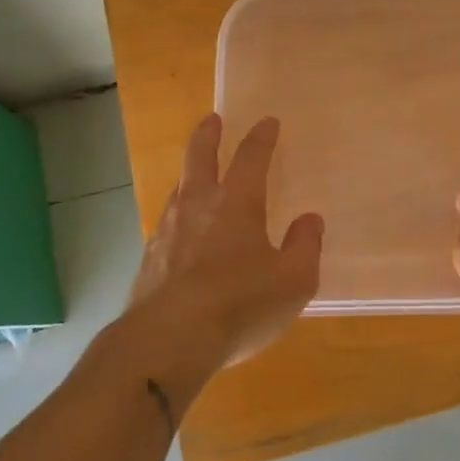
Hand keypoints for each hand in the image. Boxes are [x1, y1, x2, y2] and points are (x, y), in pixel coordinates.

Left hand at [129, 113, 323, 367]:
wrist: (168, 340)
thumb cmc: (240, 304)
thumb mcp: (293, 280)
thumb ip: (305, 246)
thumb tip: (310, 220)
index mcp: (237, 203)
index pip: (251, 157)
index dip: (261, 138)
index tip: (267, 122)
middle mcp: (199, 206)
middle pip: (200, 158)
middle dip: (208, 135)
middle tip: (212, 119)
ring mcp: (168, 231)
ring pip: (179, 189)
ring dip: (189, 175)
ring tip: (195, 174)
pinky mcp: (149, 260)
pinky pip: (166, 224)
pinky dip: (177, 217)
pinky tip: (179, 233)